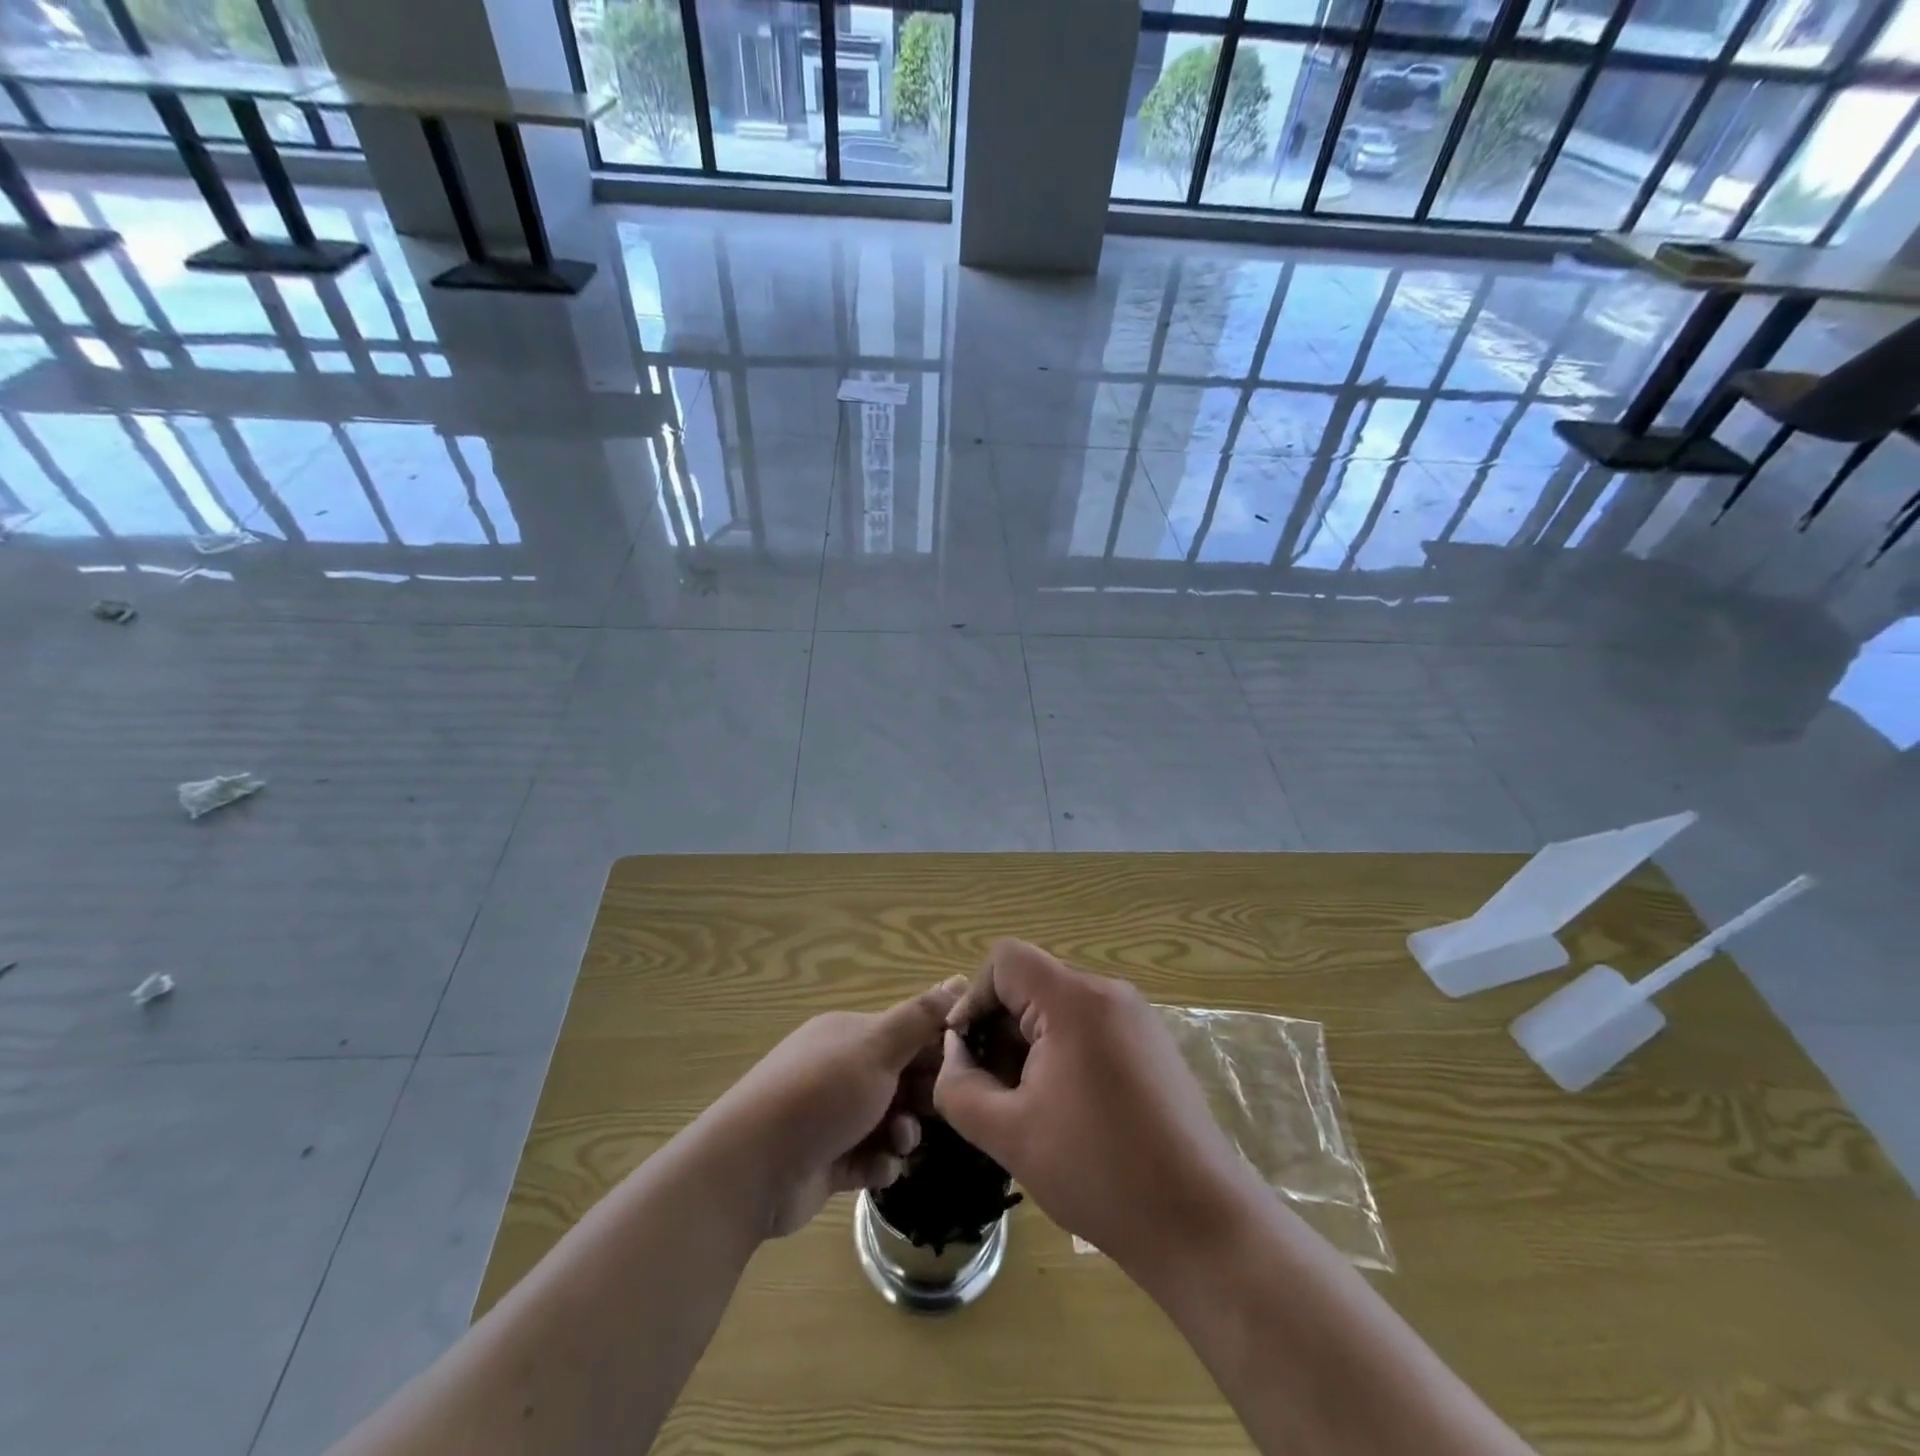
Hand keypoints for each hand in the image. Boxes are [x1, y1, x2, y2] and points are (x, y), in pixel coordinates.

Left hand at [704, 979, 963, 1238]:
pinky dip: (880, 1162)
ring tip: (900, 1143)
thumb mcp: (876, 1047)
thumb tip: (961, 977)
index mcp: (851, 1034)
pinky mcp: (830, 1160)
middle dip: (924, 1095)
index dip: (939, 1048)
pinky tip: (878, 1168)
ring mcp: (834, 1116)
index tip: (968, 1066)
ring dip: (904, 1133)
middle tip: (940, 1111)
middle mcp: (842, 1069)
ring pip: (891, 1120)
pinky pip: (871, 1156)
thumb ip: (921, 1016)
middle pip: (903, 1077)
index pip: (909, 1032)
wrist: (752, 1168)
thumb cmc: (821, 1094)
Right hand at [934, 940, 1252, 1275]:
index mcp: (1074, 1001)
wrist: (1199, 1222)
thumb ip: (959, 1085)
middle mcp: (1109, 992)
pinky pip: (1089, 1026)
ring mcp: (1136, 1017)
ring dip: (1028, 1044)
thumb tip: (955, 1052)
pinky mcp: (1152, 1044)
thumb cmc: (1099, 1172)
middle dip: (998, 1028)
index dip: (973, 998)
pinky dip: (1062, 1052)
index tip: (965, 1053)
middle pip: (1032, 983)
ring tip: (1025, 1105)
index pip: (1005, 960)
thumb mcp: (1008, 1134)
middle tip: (989, 1089)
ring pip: (1059, 1007)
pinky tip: (1064, 1109)